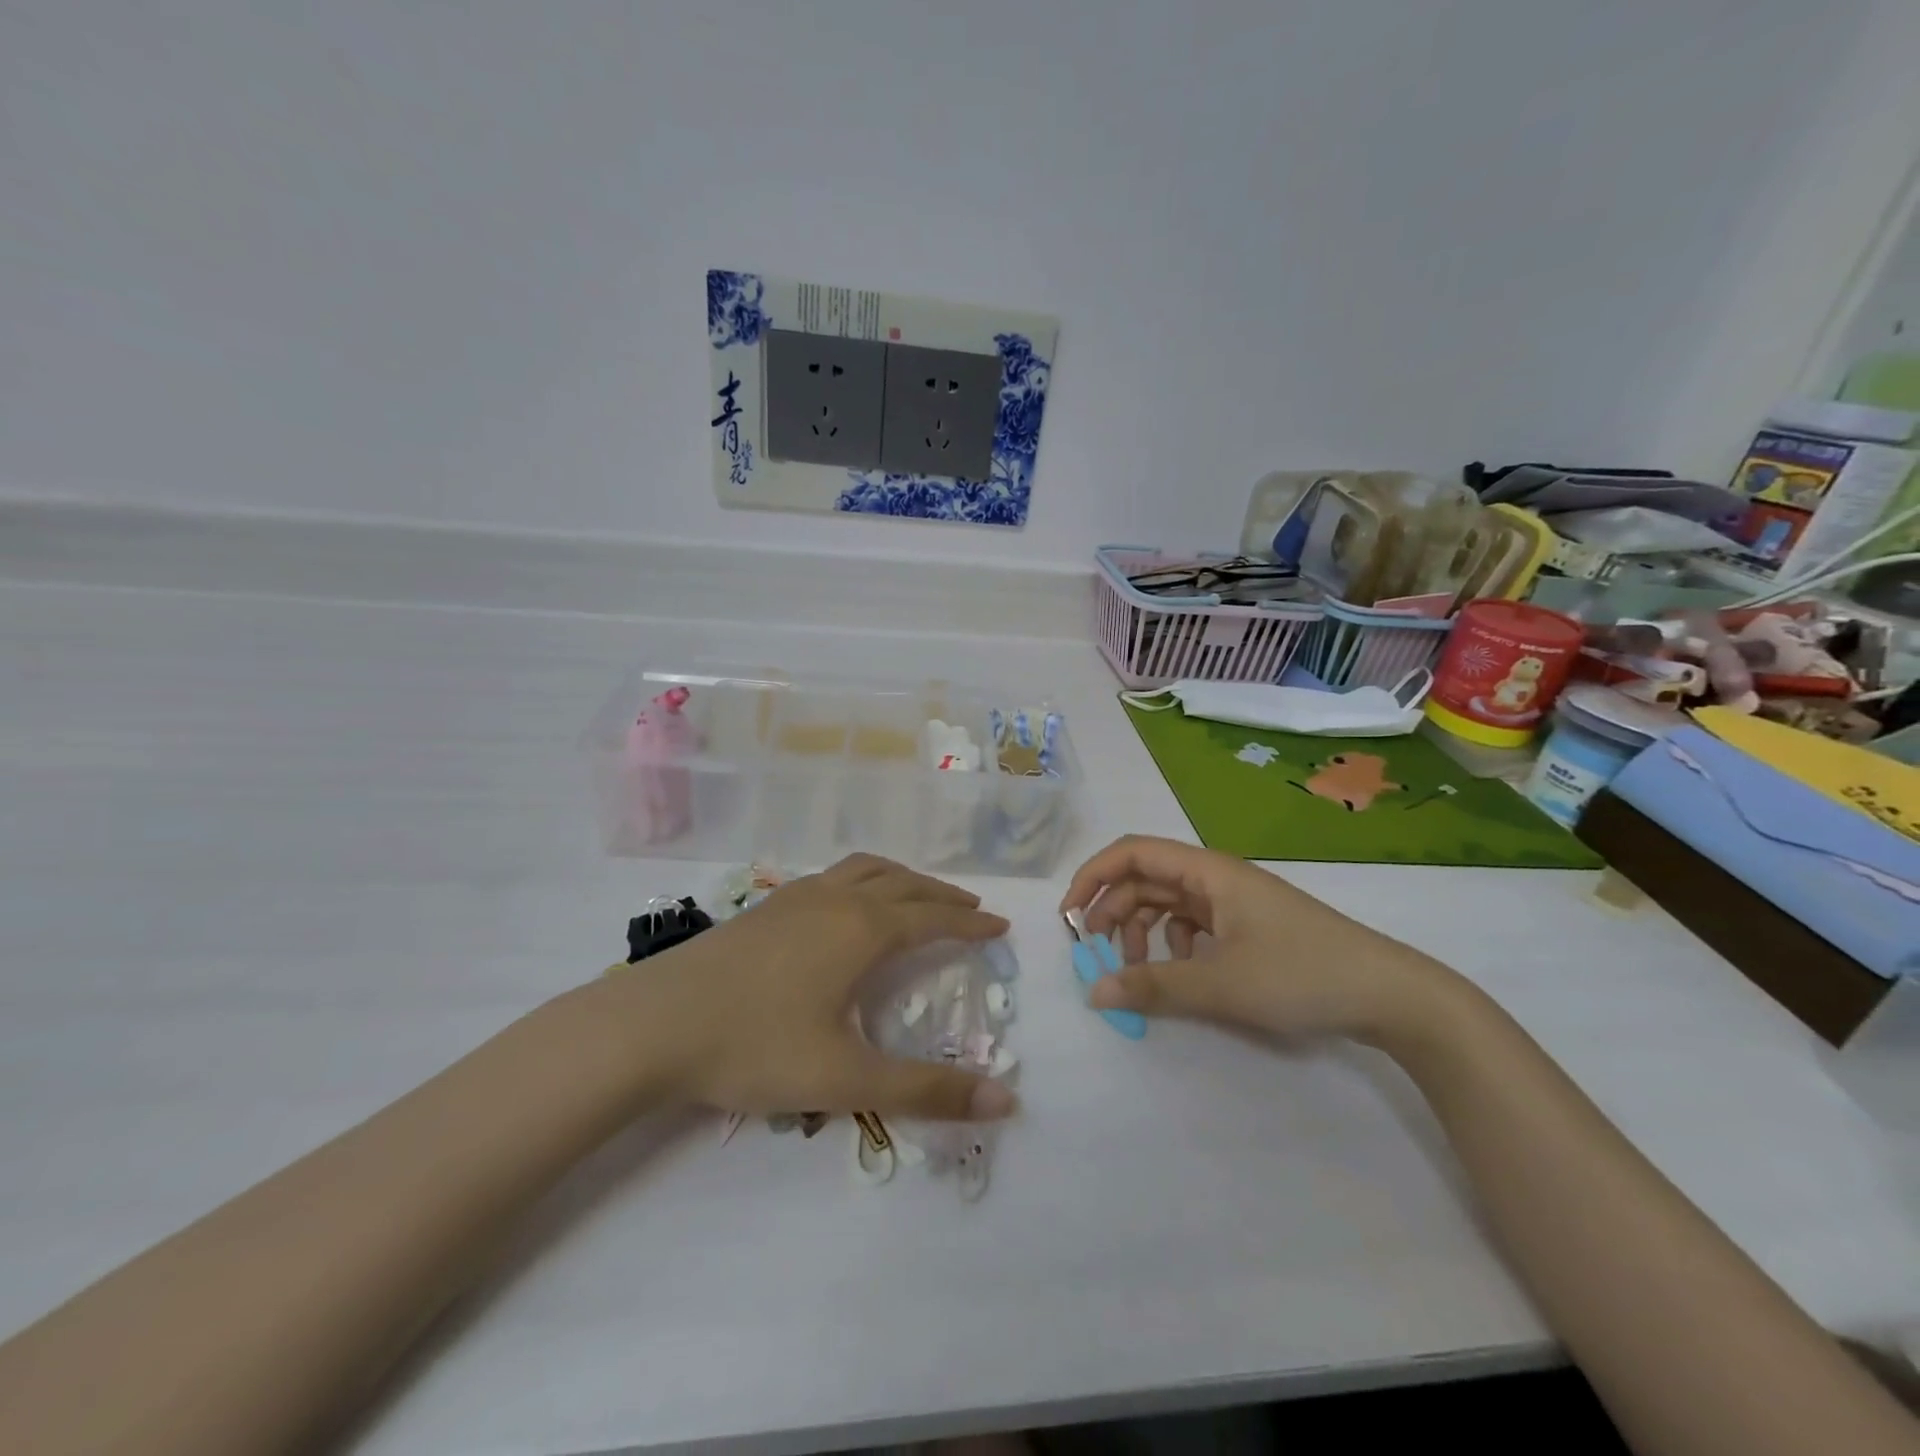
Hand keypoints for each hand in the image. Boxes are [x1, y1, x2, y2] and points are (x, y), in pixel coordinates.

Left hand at [605, 855, 1017, 1122]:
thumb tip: (1006, 1102)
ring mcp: (796, 897)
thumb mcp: (846, 1079)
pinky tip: (848, 904)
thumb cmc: (754, 1046)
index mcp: (862, 929)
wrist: (651, 1024)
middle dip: (942, 896)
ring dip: (902, 878)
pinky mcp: (766, 906)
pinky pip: (833, 876)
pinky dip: (863, 879)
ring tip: (918, 895)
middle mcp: (836, 900)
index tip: (999, 926)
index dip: (970, 924)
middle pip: (903, 884)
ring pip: (865, 870)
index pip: (932, 919)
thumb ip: (926, 1091)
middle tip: (970, 910)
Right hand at [1060, 835, 1446, 1042]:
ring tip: (1137, 969)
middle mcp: (1216, 878)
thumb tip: (1093, 991)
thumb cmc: (1301, 975)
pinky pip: (1192, 924)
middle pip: (1145, 878)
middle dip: (1112, 910)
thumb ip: (1153, 986)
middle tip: (1095, 953)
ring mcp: (1234, 903)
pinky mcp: (1249, 927)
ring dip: (1141, 929)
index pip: (1132, 853)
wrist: (1391, 995)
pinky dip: (1172, 944)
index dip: (1093, 877)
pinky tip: (1182, 971)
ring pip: (1167, 902)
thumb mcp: (1221, 984)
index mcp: (1208, 872)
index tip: (1069, 918)